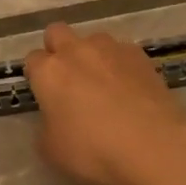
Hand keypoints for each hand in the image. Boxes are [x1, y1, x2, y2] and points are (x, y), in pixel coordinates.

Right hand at [23, 23, 185, 184]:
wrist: (153, 147)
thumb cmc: (93, 151)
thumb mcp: (52, 150)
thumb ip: (47, 126)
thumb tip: (55, 118)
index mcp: (49, 72)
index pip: (32, 60)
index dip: (37, 76)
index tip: (44, 95)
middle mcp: (77, 51)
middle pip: (57, 33)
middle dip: (58, 50)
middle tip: (68, 80)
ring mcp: (112, 49)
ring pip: (93, 39)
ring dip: (92, 55)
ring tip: (104, 84)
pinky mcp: (142, 56)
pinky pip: (123, 52)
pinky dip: (121, 65)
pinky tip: (130, 89)